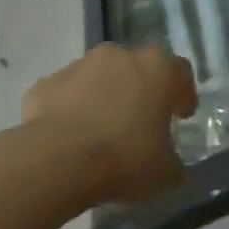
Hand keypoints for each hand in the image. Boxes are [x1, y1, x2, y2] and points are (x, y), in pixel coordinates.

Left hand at [23, 44, 197, 203]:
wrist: (57, 160)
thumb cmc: (125, 158)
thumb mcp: (165, 173)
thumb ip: (173, 163)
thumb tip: (172, 166)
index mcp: (157, 68)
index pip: (180, 72)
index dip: (182, 94)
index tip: (181, 116)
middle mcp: (119, 56)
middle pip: (136, 69)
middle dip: (140, 92)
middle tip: (141, 124)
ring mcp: (78, 66)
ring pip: (99, 78)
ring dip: (104, 98)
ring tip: (102, 134)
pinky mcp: (45, 84)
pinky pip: (66, 96)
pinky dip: (70, 111)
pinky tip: (70, 140)